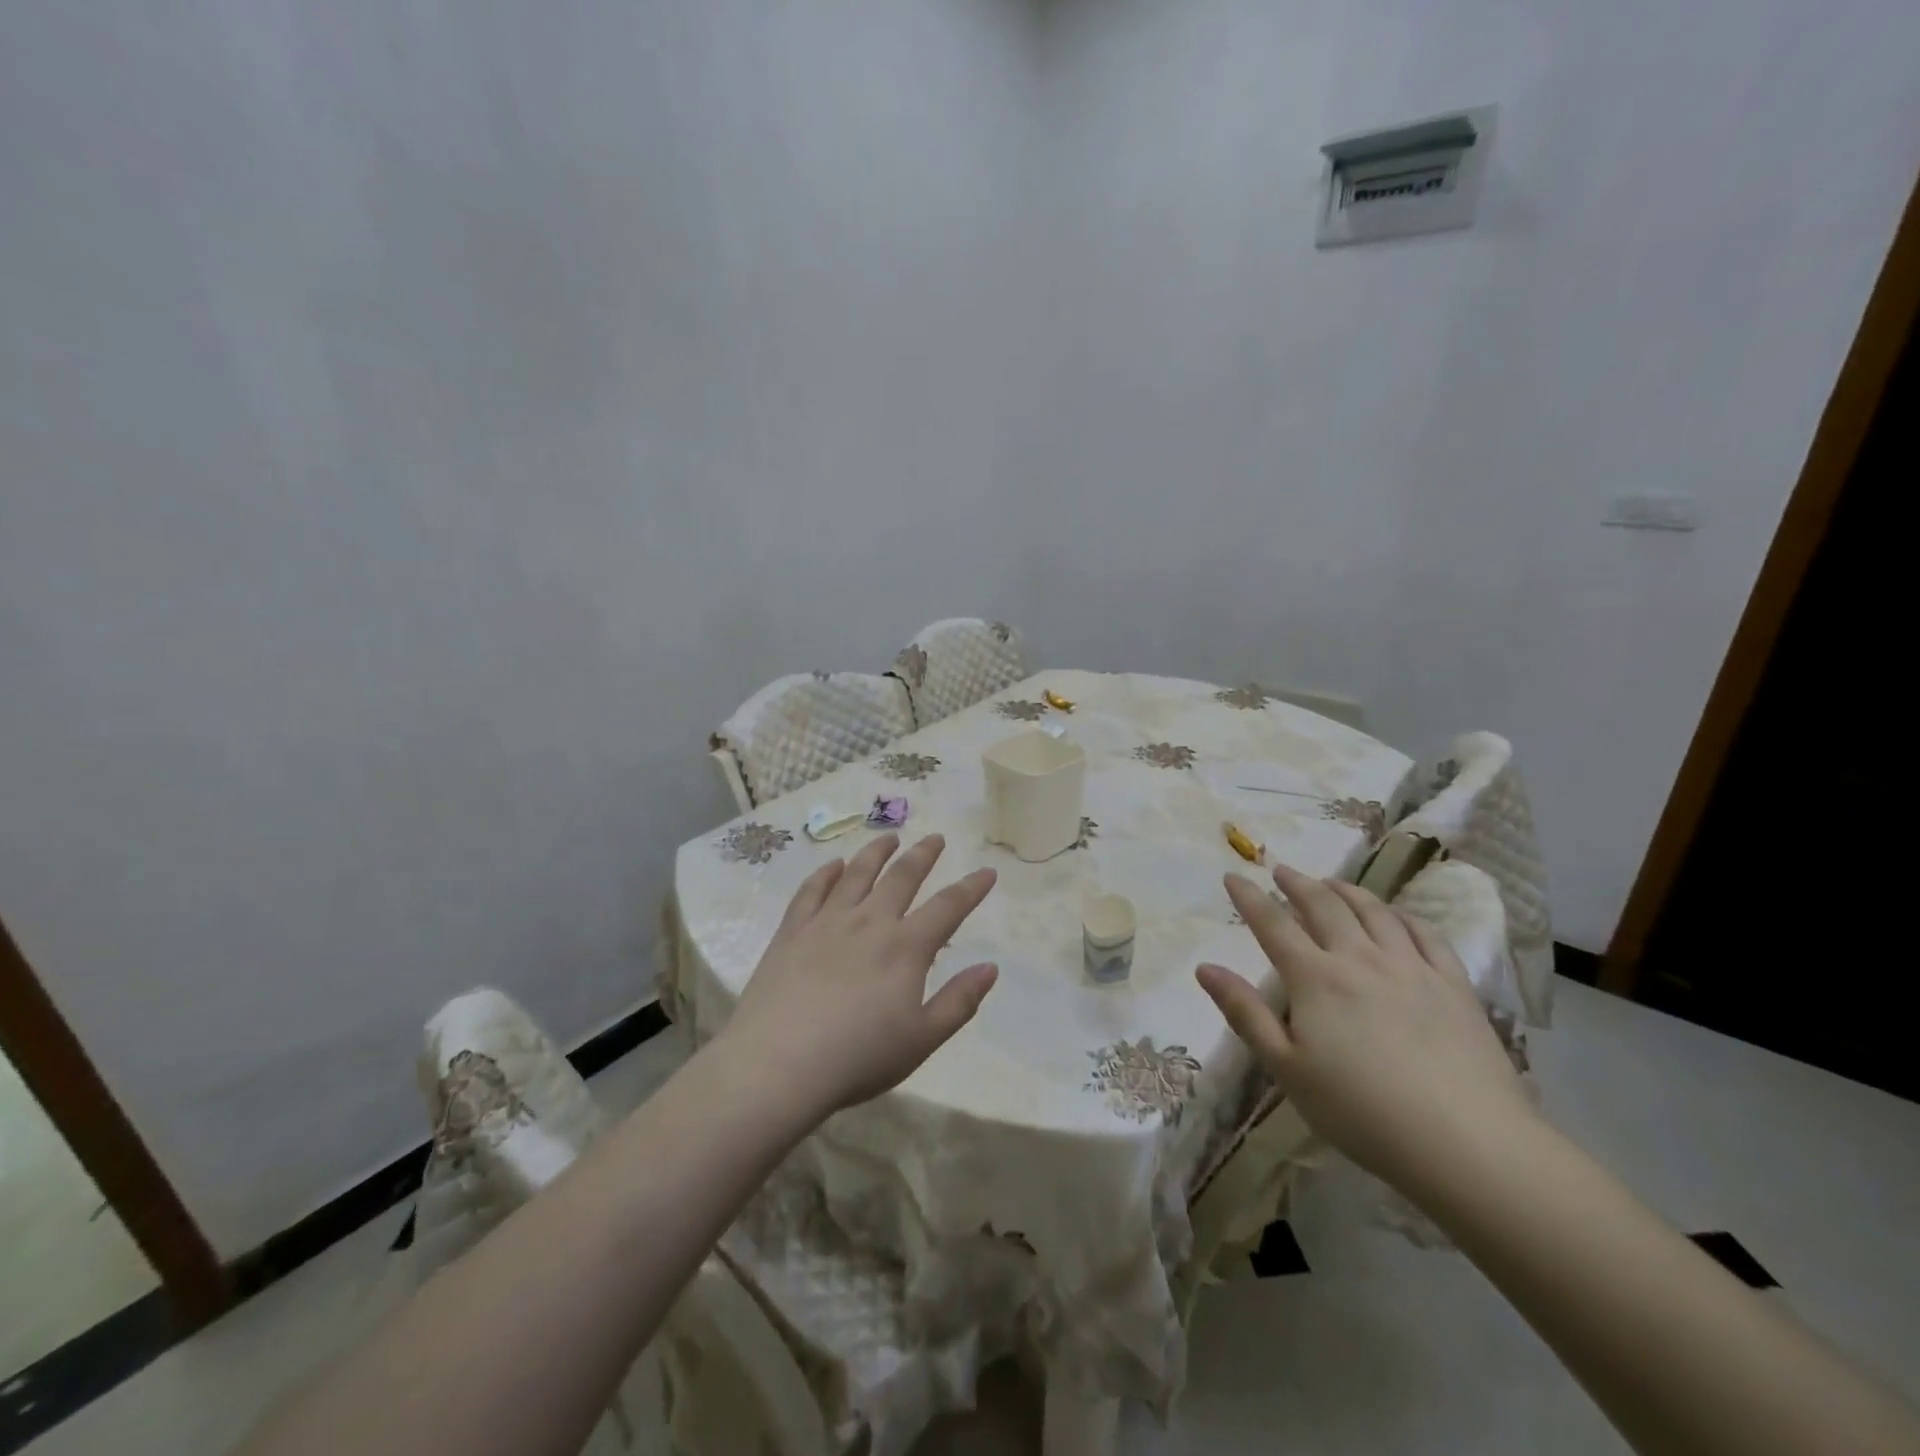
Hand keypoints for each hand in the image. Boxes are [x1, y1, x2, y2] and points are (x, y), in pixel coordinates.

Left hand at [720, 833, 998, 1117]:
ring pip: (857, 874)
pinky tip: (833, 865)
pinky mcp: (792, 931)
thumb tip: (990, 967)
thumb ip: (959, 1002)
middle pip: (902, 877)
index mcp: (905, 948)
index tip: (987, 871)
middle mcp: (870, 922)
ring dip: (876, 852)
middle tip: (936, 838)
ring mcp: (827, 922)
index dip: (971, 888)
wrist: (778, 1064)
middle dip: (923, 855)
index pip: (948, 907)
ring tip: (889, 838)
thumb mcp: (922, 1040)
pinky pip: (812, 890)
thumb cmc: (857, 1058)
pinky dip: (826, 873)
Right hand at [1197, 864, 1534, 1197]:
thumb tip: (1205, 968)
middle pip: (1324, 906)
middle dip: (1297, 884)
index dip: (1249, 897)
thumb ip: (1245, 1013)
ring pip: (1374, 911)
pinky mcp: (1453, 985)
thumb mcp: (1286, 1068)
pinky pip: (1425, 934)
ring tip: (1331, 883)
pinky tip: (1395, 916)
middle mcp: (1360, 959)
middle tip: (1281, 870)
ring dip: (1346, 890)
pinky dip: (1402, 916)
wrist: (1467, 1144)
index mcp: (1315, 978)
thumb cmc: (1361, 1111)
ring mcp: (1411, 967)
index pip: (1273, 924)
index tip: (1233, 876)